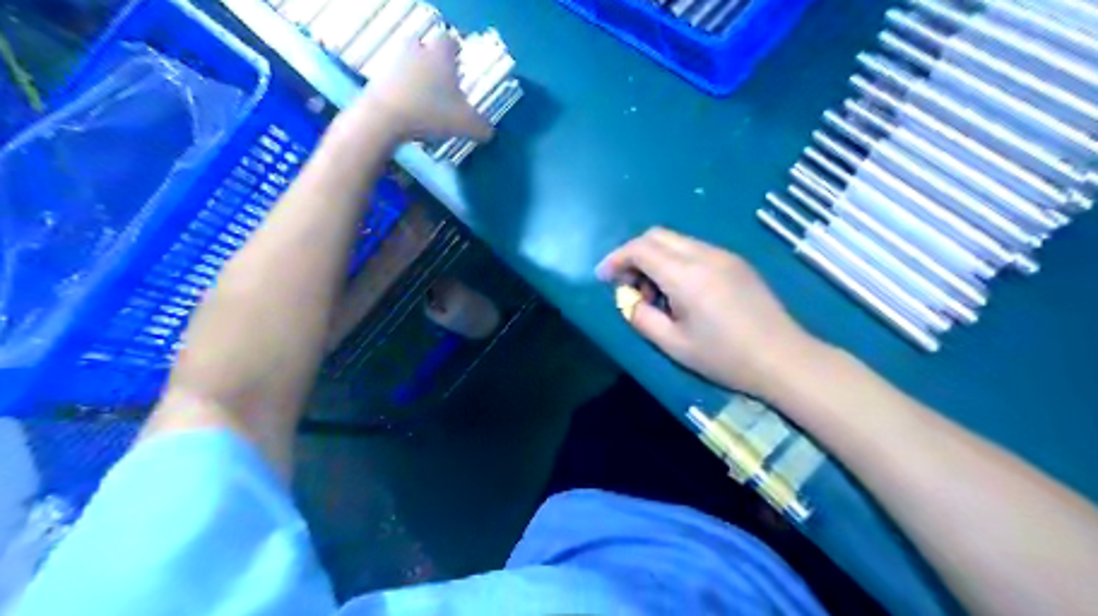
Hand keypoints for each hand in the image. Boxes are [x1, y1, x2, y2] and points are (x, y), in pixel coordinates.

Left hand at [358, 34, 495, 140]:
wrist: (384, 118)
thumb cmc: (431, 113)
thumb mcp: (466, 125)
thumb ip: (482, 128)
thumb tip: (489, 132)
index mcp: (441, 53)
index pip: (451, 41)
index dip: (457, 54)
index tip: (461, 69)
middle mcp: (417, 49)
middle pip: (427, 50)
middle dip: (435, 66)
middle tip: (444, 87)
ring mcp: (394, 62)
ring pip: (411, 65)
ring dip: (418, 80)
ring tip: (428, 104)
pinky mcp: (377, 78)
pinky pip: (396, 82)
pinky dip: (404, 94)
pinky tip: (411, 113)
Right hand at [596, 229, 819, 396]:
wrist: (783, 358)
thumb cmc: (725, 357)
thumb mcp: (673, 344)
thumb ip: (641, 318)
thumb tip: (628, 300)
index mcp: (686, 275)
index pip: (641, 249)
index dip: (616, 259)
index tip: (604, 278)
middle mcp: (704, 255)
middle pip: (657, 235)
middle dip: (634, 255)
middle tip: (629, 286)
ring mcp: (724, 255)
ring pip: (676, 241)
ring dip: (655, 258)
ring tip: (656, 295)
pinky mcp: (736, 262)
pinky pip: (694, 249)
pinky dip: (675, 261)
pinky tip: (681, 292)